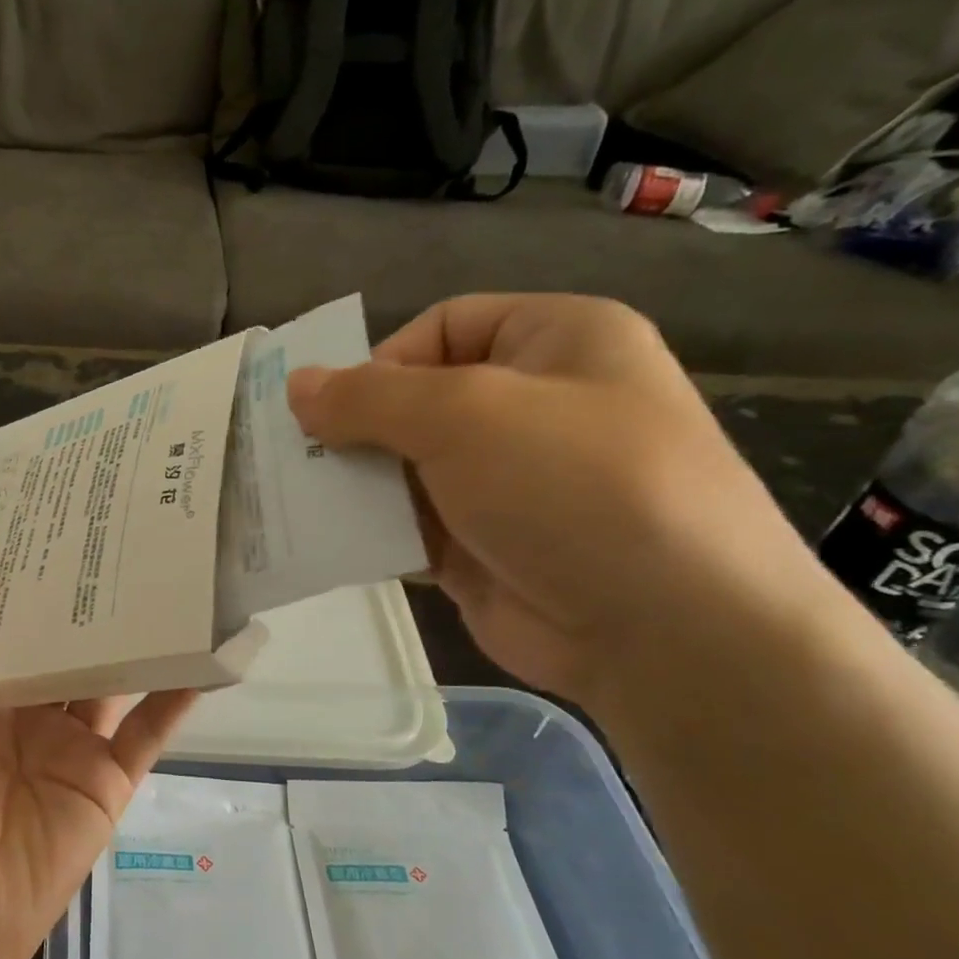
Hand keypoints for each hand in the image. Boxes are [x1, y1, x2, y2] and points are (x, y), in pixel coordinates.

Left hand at [0, 551, 197, 958]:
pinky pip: (149, 729)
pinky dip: (177, 696)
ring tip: (168, 576)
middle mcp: (24, 707)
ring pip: (109, 676)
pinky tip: (204, 654)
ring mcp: (70, 741)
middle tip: (117, 529)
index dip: (21, 574)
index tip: (46, 518)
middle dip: (84, 595)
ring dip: (135, 637)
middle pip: (61, 640)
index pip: (2, 617)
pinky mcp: (109, 776)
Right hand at [288, 293, 826, 701]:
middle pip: (416, 402)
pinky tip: (326, 543)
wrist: (664, 631)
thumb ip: (369, 397)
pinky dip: (370, 531)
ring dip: (354, 485)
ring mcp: (506, 485)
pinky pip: (408, 526)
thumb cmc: (572, 485)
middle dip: (355, 431)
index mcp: (554, 342)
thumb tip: (296, 385)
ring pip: (405, 469)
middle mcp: (532, 407)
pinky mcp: (482, 549)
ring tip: (296, 502)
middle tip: (294, 461)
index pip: (442, 327)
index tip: (332, 411)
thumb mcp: (465, 415)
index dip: (380, 362)